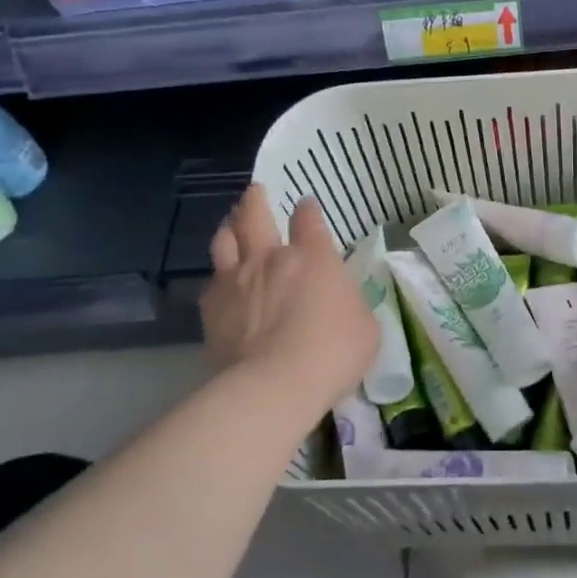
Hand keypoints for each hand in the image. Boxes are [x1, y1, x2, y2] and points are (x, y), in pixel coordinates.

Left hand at [201, 187, 377, 417]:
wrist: (275, 385)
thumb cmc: (333, 352)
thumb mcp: (365, 326)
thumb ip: (350, 304)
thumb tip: (341, 301)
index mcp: (313, 257)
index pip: (309, 219)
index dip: (308, 209)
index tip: (306, 206)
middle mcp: (271, 258)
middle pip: (255, 215)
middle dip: (255, 200)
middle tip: (255, 192)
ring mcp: (237, 280)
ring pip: (224, 239)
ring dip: (229, 228)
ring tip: (231, 225)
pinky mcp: (212, 308)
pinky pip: (211, 282)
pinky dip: (217, 277)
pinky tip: (220, 282)